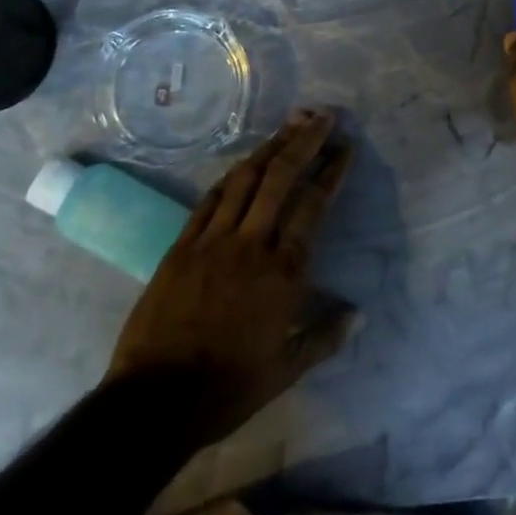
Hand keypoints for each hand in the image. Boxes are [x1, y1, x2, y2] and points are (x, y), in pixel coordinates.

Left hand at [105, 109, 354, 444]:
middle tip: (322, 115)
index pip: (313, 205)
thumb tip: (359, 314)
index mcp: (283, 272)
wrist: (156, 399)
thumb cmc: (228, 387)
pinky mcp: (183, 244)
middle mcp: (251, 244)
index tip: (344, 147)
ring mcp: (213, 239)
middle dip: (304, 141)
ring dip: (270, 146)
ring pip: (246, 178)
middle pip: (280, 177)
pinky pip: (210, 198)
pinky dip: (232, 176)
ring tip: (289, 123)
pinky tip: (244, 163)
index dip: (331, 171)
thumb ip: (324, 337)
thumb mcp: (286, 371)